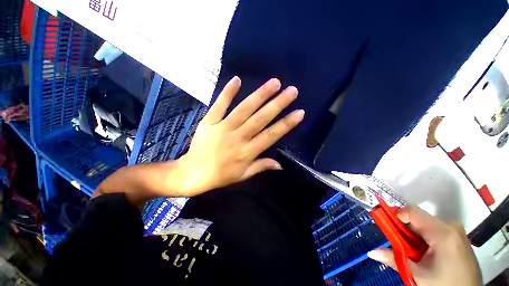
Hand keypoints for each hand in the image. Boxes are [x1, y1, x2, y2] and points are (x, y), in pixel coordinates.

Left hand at [178, 76, 303, 195]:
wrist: (193, 173)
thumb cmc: (220, 176)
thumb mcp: (243, 175)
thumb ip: (261, 167)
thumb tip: (280, 164)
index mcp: (247, 152)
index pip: (271, 135)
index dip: (286, 124)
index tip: (299, 112)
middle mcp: (238, 138)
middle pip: (260, 119)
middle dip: (278, 104)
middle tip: (292, 91)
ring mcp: (222, 127)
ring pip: (244, 109)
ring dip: (260, 95)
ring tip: (274, 83)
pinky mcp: (209, 121)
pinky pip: (219, 105)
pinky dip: (227, 92)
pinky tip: (237, 80)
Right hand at [367, 206, 481, 285]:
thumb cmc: (444, 285)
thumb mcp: (418, 275)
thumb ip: (394, 260)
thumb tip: (371, 252)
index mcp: (442, 232)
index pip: (412, 212)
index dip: (396, 216)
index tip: (389, 228)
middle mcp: (451, 225)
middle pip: (419, 218)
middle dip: (406, 229)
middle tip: (401, 245)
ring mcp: (456, 230)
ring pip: (426, 224)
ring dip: (415, 234)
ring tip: (415, 252)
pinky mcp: (458, 235)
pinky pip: (435, 229)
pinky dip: (425, 237)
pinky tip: (427, 252)